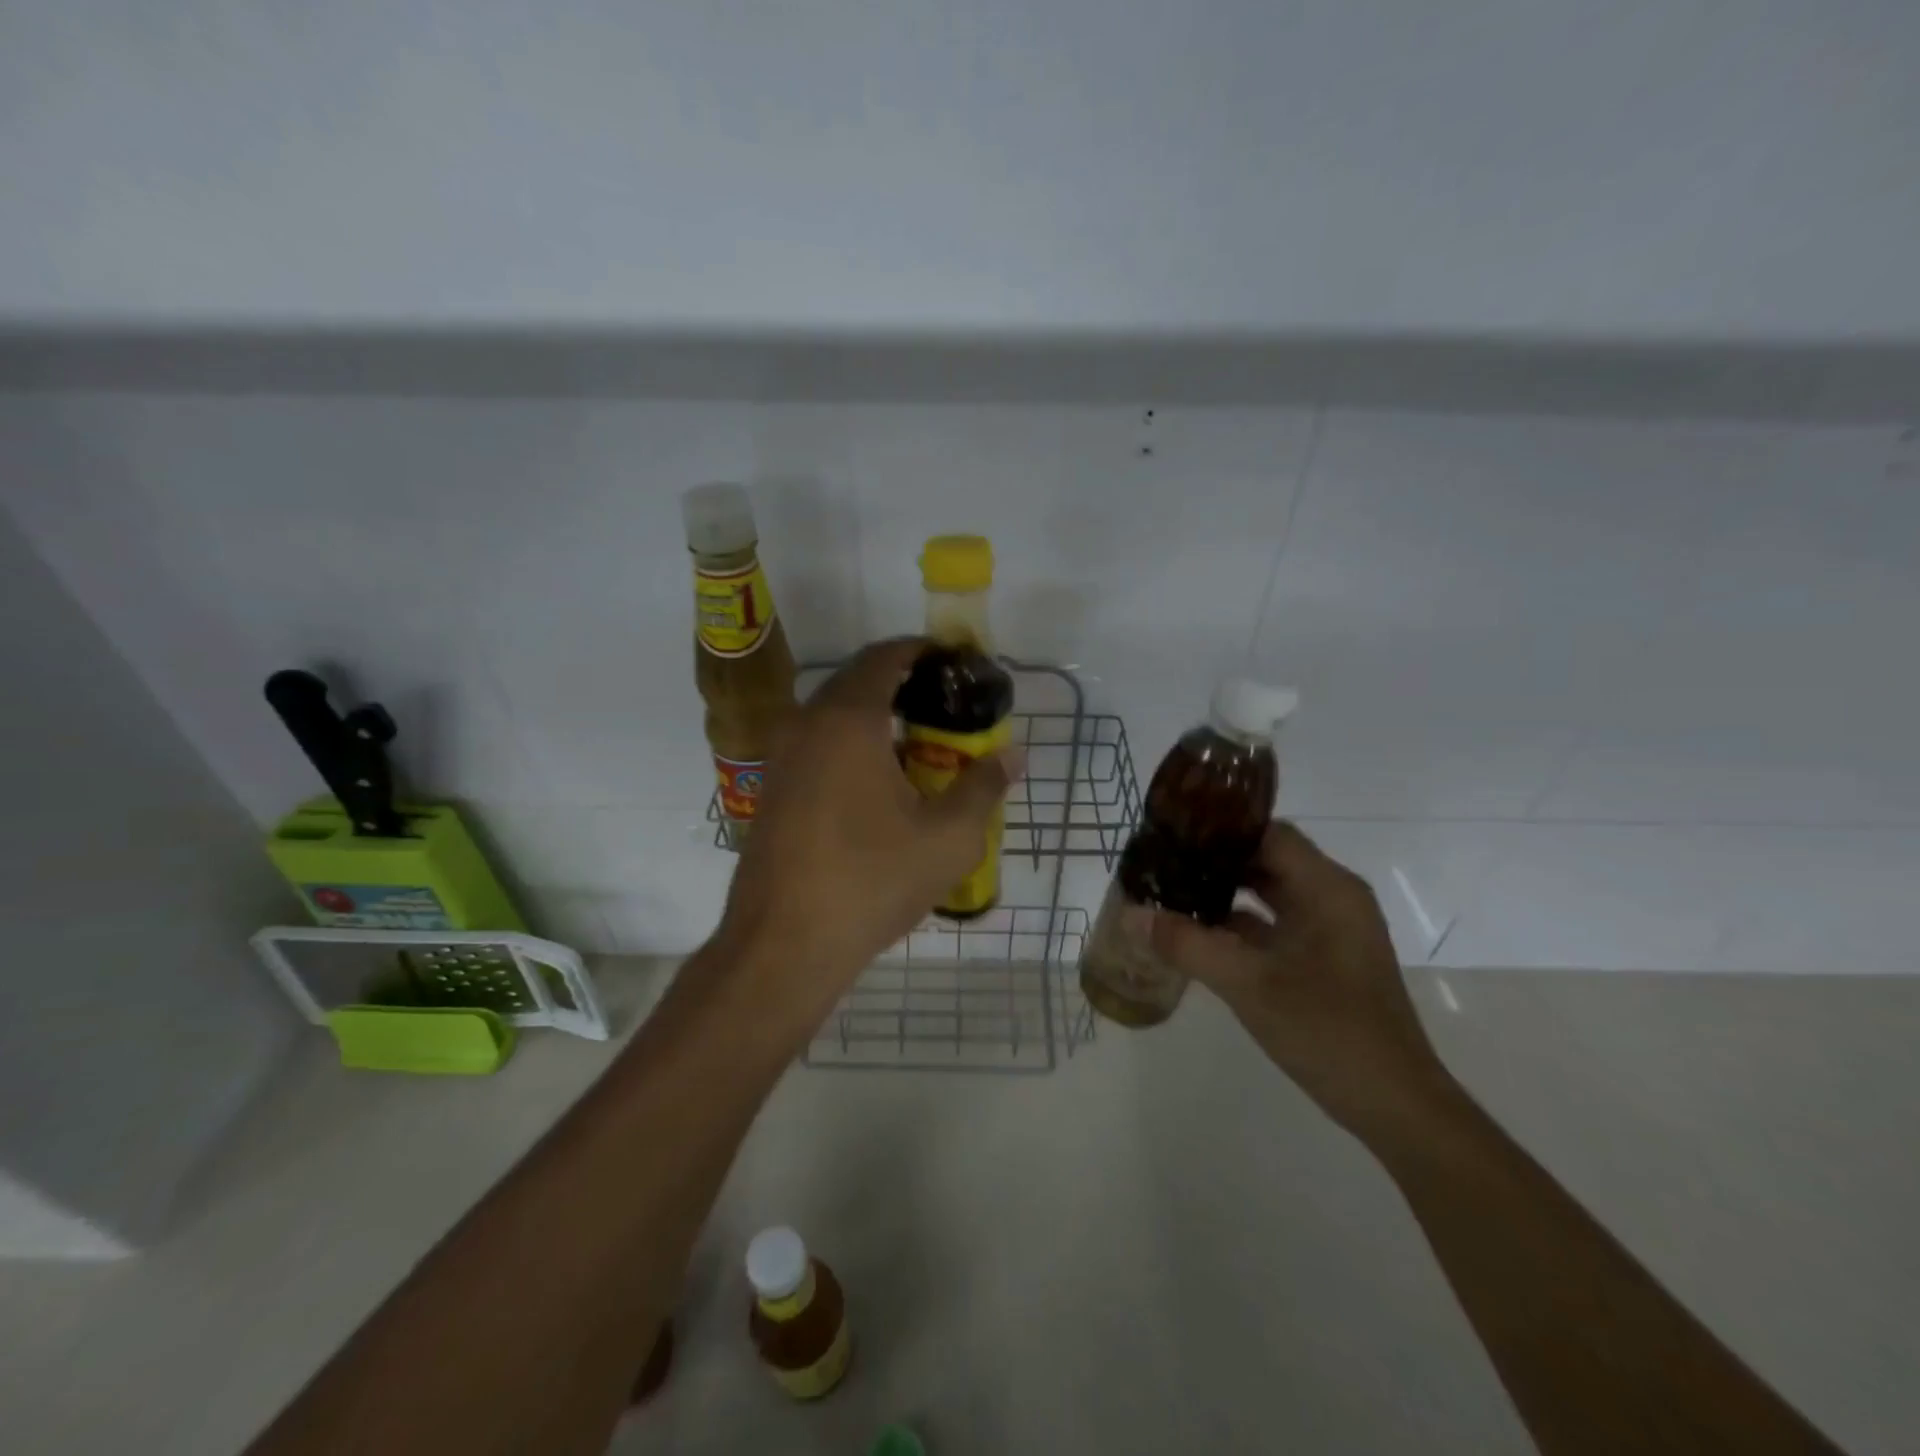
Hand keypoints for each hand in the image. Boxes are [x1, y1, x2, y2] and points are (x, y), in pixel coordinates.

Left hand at [715, 638, 1023, 1023]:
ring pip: (836, 717)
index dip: (924, 651)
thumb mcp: (948, 838)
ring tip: (924, 750)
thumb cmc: (871, 881)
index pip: (885, 656)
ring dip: (879, 720)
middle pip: (859, 682)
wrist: (783, 945)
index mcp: (848, 720)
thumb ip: (983, 786)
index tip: (958, 664)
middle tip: (950, 711)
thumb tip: (1011, 756)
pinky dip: (853, 747)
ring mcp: (781, 758)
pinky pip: (818, 746)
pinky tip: (881, 788)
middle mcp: (806, 724)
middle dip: (906, 687)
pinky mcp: (772, 790)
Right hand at [1150, 821, 1455, 1139]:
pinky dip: (1239, 924)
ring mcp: (1331, 930)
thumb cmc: (1328, 1031)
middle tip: (1163, 861)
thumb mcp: (1248, 984)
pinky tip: (1197, 933)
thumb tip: (1132, 915)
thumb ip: (1188, 945)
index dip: (1220, 830)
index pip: (1268, 834)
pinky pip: (1276, 924)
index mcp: (1327, 889)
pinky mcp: (1324, 959)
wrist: (1393, 1105)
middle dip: (1215, 861)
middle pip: (1267, 860)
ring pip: (1269, 893)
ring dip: (1224, 893)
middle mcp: (1333, 898)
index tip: (1173, 832)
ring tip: (1171, 890)